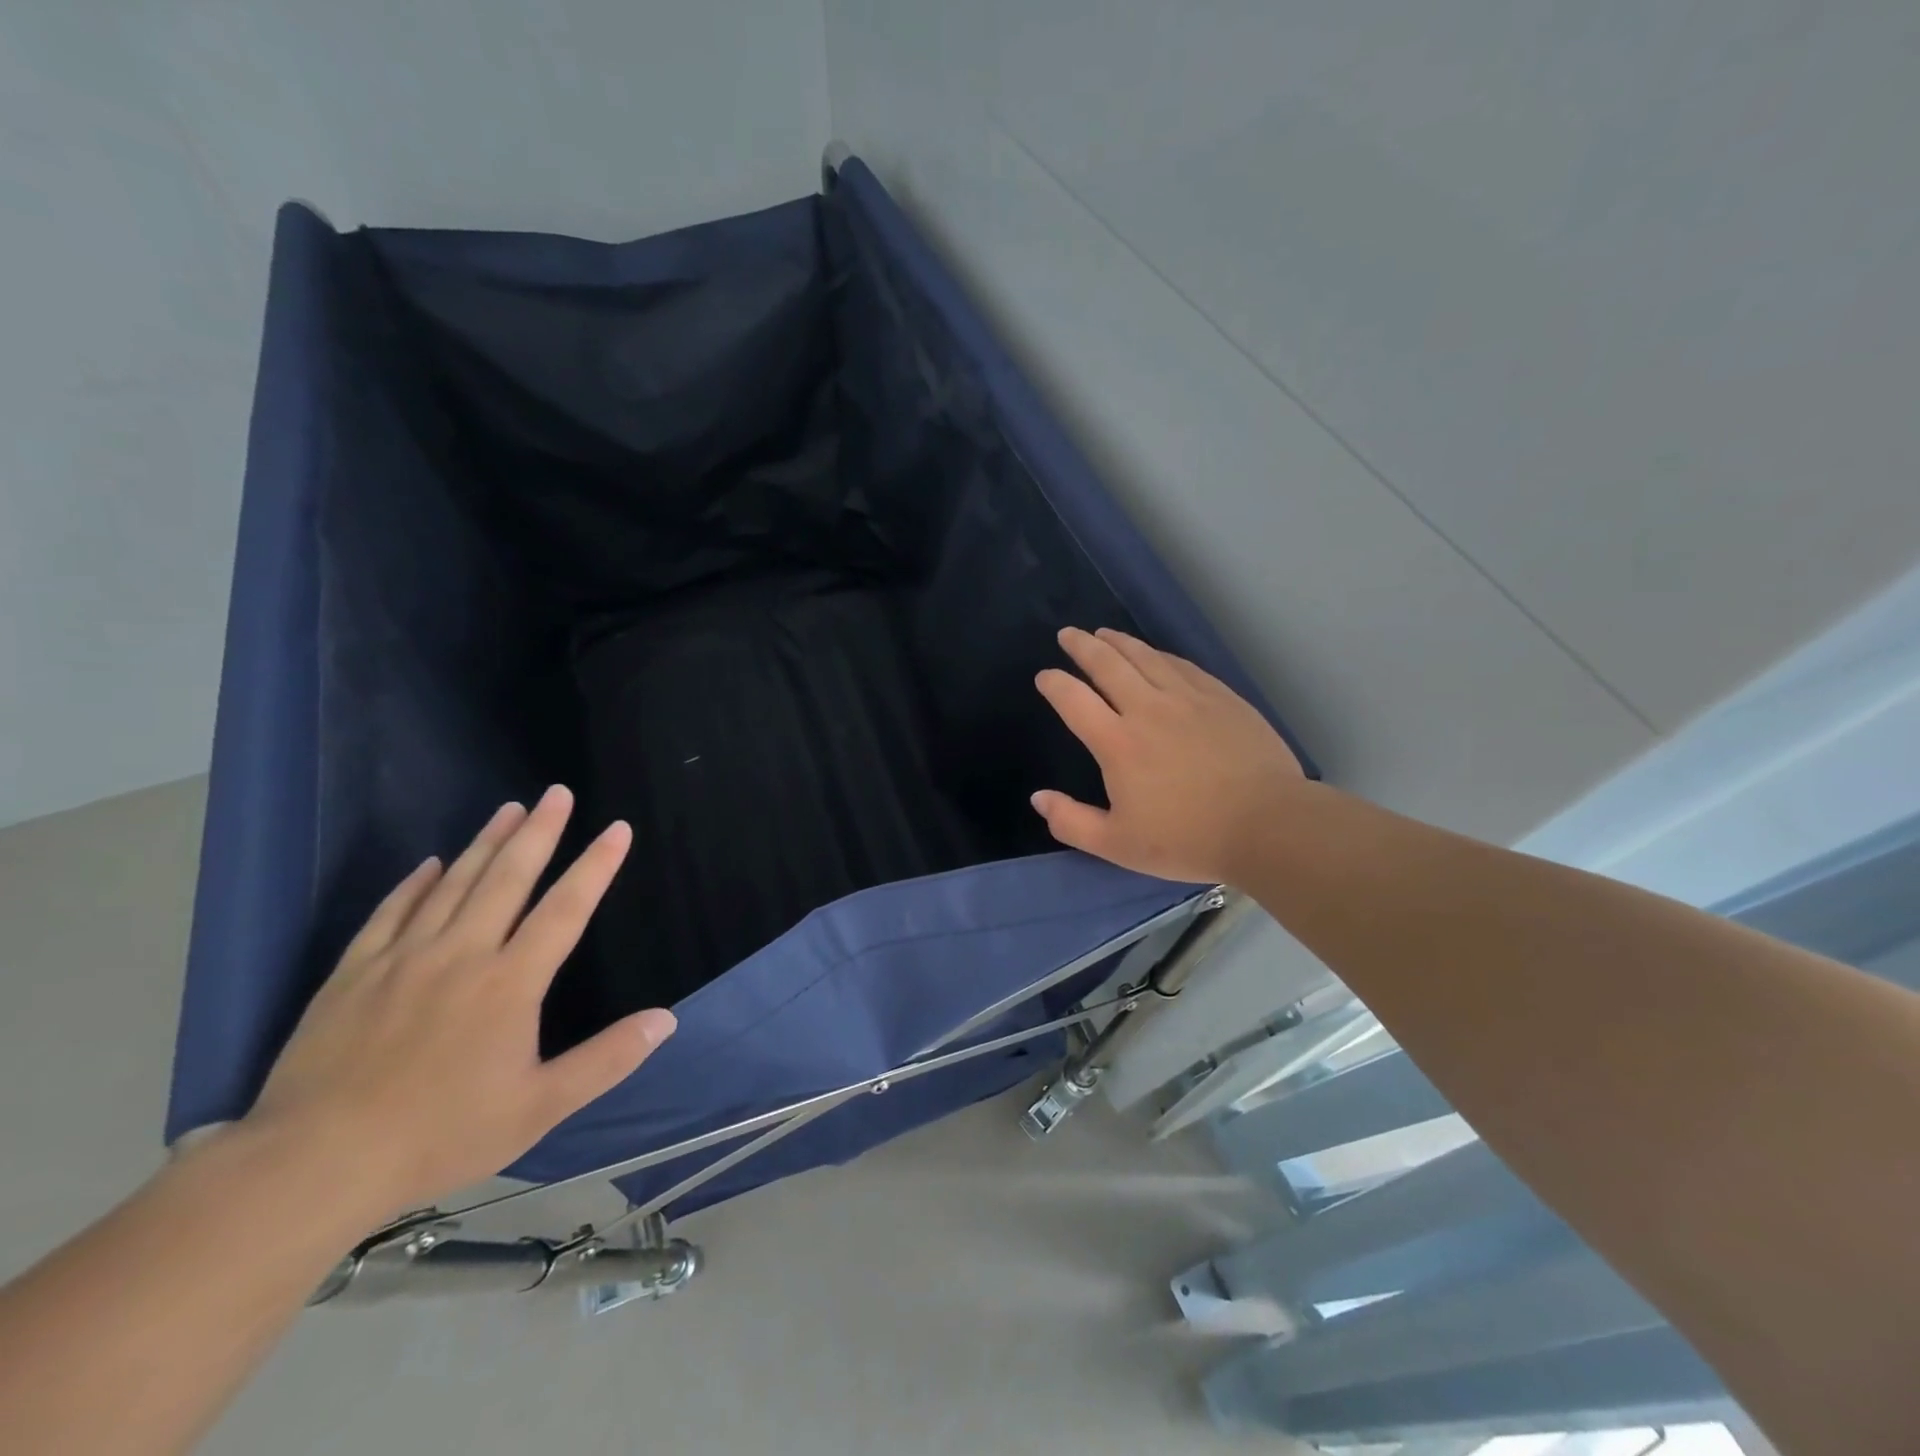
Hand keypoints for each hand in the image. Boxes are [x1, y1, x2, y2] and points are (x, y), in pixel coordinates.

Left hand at [244, 785, 675, 1219]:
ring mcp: (403, 959)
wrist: (313, 1164)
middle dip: (539, 831)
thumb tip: (666, 1020)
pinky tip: (431, 863)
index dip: (596, 866)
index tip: (617, 828)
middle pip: (508, 878)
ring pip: (454, 884)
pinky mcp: (353, 973)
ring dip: (486, 842)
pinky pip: (391, 913)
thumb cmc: (439, 1134)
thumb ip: (607, 1060)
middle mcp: (461, 954)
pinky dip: (415, 883)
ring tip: (509, 807)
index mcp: (510, 983)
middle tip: (557, 792)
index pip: (565, 909)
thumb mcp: (540, 1108)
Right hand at [1031, 627, 1306, 884]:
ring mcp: (1188, 698)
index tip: (1044, 676)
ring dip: (1119, 642)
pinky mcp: (1221, 698)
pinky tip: (1156, 654)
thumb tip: (1038, 798)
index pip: (1074, 700)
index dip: (1054, 684)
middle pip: (1107, 664)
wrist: (1267, 825)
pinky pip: (1182, 665)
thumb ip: (1072, 822)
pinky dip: (1160, 655)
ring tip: (1104, 633)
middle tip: (1068, 634)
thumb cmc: (1188, 839)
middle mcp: (1148, 709)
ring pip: (1145, 657)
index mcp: (1118, 743)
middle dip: (1082, 646)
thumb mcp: (1118, 845)